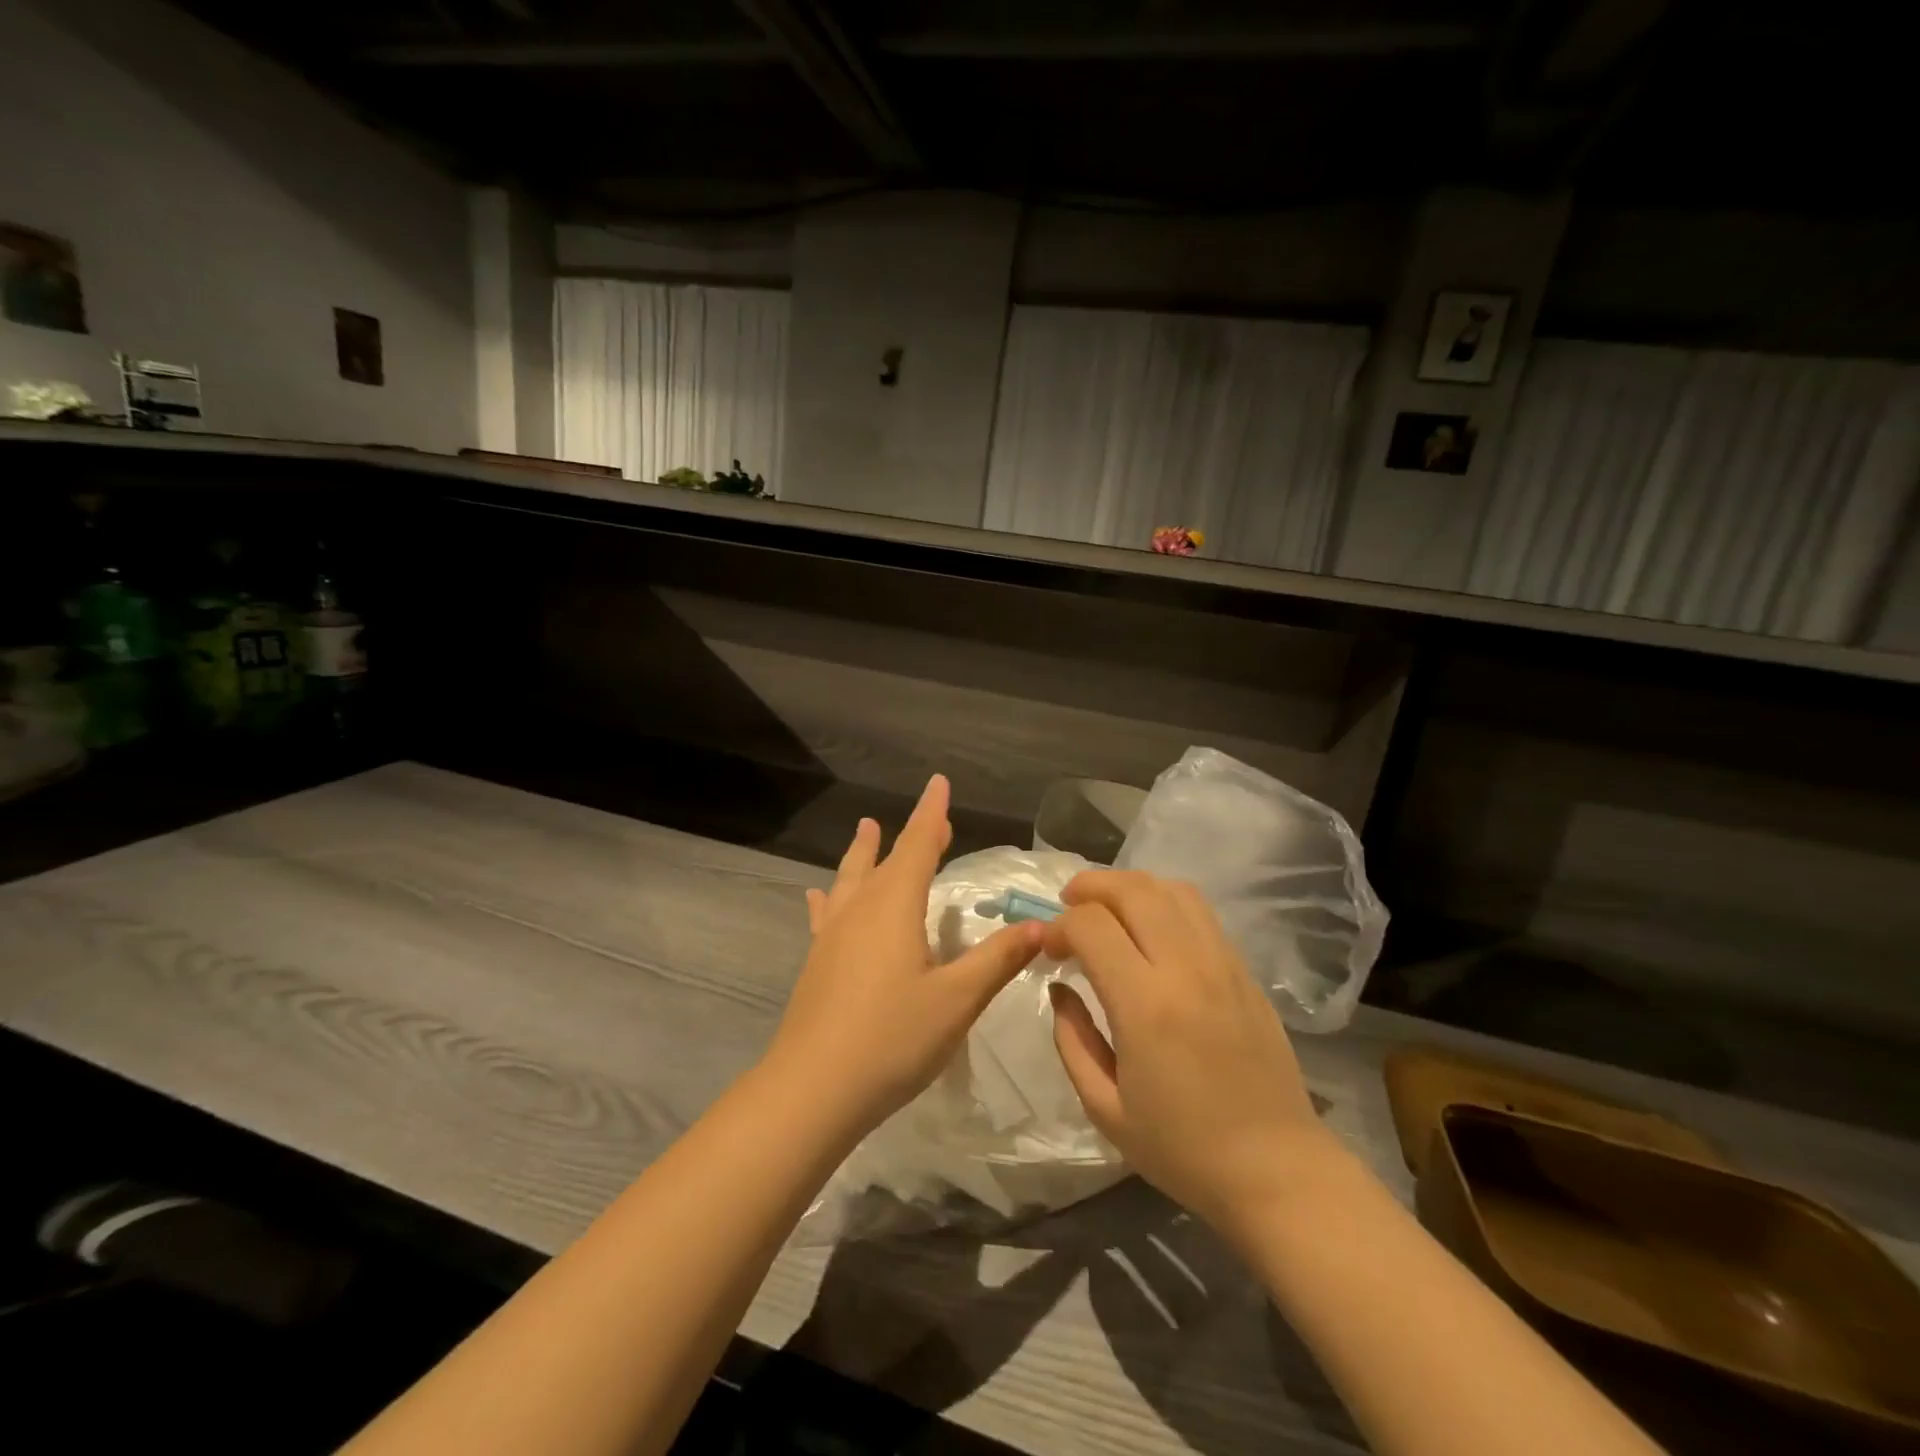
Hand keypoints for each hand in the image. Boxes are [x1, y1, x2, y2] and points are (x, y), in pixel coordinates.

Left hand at [763, 775, 1044, 1140]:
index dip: (932, 814)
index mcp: (894, 907)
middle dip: (910, 836)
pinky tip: (818, 896)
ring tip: (866, 828)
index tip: (939, 782)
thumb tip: (1042, 926)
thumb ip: (998, 959)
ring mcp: (832, 936)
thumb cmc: (892, 1039)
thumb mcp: (957, 1000)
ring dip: (863, 853)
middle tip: (929, 819)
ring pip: (850, 880)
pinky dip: (830, 898)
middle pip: (885, 859)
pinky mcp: (817, 963)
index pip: (918, 845)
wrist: (812, 1090)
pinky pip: (827, 914)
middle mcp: (859, 911)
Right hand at [1044, 871, 1339, 1236]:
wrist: (1277, 1170)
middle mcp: (1186, 968)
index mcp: (1146, 1005)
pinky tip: (1149, 929)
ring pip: (1170, 889)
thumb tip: (1060, 989)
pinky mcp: (1244, 970)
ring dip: (1129, 887)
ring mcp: (1222, 963)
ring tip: (1107, 909)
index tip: (1047, 949)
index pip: (1092, 926)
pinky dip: (1163, 902)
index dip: (1059, 927)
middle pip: (1132, 890)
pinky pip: (1199, 912)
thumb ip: (1072, 1040)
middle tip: (1067, 906)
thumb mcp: (1105, 1109)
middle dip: (1090, 887)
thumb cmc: (1184, 1150)